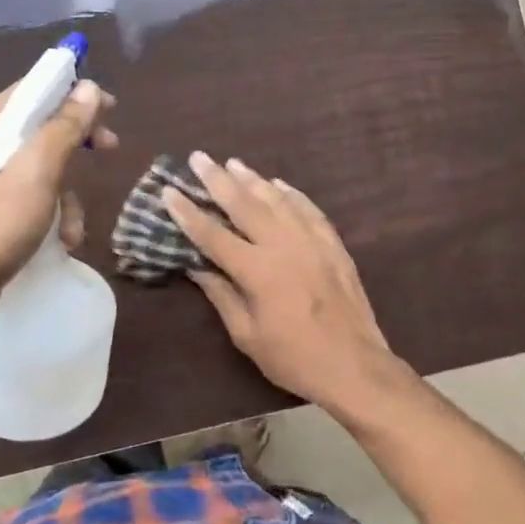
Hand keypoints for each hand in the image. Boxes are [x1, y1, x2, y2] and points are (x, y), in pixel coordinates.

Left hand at [0, 76, 116, 327]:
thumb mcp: (37, 173)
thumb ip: (63, 128)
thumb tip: (89, 88)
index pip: (34, 88)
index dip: (74, 92)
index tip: (109, 107)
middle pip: (42, 124)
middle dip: (78, 140)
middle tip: (110, 147)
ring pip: (43, 164)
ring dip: (68, 192)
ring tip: (73, 225)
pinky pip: (34, 194)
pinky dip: (53, 213)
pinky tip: (63, 240)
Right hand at [161, 153, 418, 420]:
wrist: (355, 366)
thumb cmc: (294, 359)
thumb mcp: (247, 336)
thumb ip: (222, 296)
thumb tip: (196, 267)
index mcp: (257, 271)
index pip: (213, 235)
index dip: (188, 212)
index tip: (169, 190)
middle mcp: (284, 245)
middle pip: (245, 204)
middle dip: (218, 179)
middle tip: (199, 157)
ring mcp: (312, 241)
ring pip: (278, 200)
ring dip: (253, 179)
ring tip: (233, 163)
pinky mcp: (333, 245)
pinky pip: (309, 209)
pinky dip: (292, 194)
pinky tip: (279, 184)